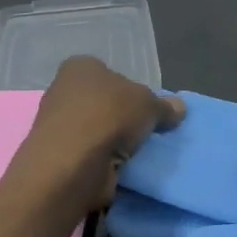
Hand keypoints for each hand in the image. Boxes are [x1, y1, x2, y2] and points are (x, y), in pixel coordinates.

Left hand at [7, 57, 185, 212]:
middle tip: (145, 131)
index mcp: (80, 67)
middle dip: (122, 117)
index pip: (110, 73)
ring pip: (95, 130)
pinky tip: (119, 168)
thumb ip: (164, 106)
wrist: (72, 164)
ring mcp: (56, 125)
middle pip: (102, 102)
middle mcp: (63, 91)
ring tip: (136, 154)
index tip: (147, 109)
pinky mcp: (57, 156)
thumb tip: (180, 108)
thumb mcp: (149, 105)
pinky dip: (102, 161)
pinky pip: (89, 154)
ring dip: (113, 142)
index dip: (131, 90)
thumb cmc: (110, 117)